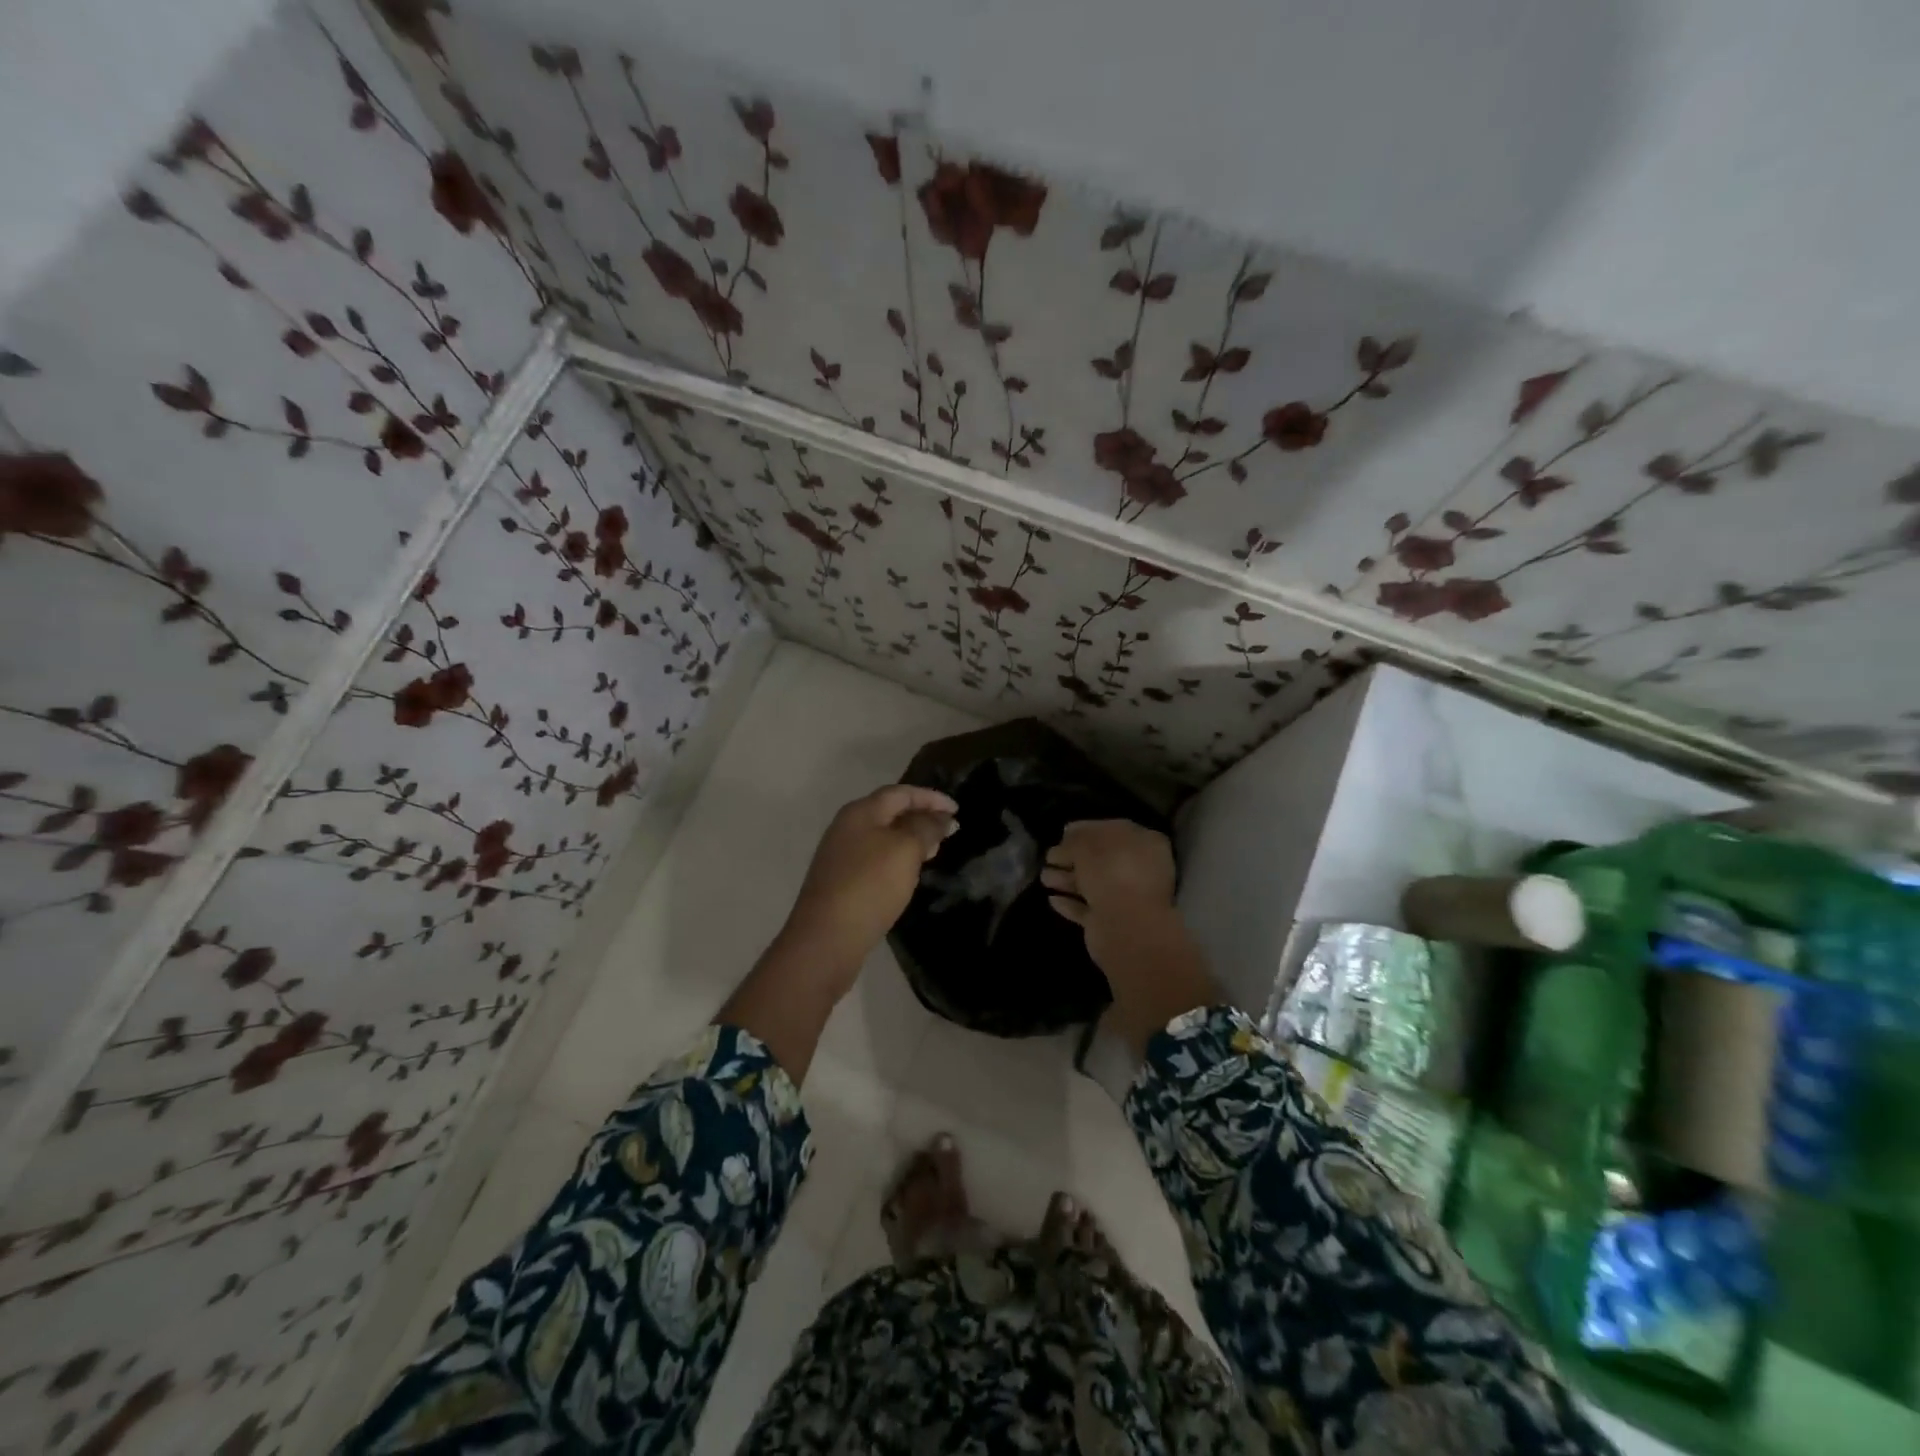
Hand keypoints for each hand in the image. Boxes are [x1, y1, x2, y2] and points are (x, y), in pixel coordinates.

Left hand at [777, 784, 957, 982]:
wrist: (827, 937)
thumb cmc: (870, 885)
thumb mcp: (906, 850)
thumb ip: (926, 827)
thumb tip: (942, 817)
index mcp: (860, 812)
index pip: (900, 793)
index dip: (930, 798)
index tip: (957, 810)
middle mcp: (847, 827)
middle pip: (889, 812)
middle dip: (921, 818)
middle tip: (948, 832)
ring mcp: (841, 855)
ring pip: (883, 837)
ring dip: (910, 839)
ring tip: (934, 852)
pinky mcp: (841, 880)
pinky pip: (875, 859)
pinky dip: (897, 858)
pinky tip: (908, 874)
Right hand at [1044, 820, 1219, 1053]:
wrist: (1125, 926)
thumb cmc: (1112, 874)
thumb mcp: (1088, 846)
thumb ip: (1075, 840)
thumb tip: (1067, 836)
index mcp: (1145, 843)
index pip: (1112, 830)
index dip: (1085, 830)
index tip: (1062, 833)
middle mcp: (1140, 870)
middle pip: (1101, 860)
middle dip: (1072, 858)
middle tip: (1048, 857)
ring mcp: (1127, 899)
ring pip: (1092, 885)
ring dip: (1067, 880)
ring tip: (1044, 878)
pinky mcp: (1112, 924)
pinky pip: (1088, 909)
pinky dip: (1071, 904)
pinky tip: (1052, 900)